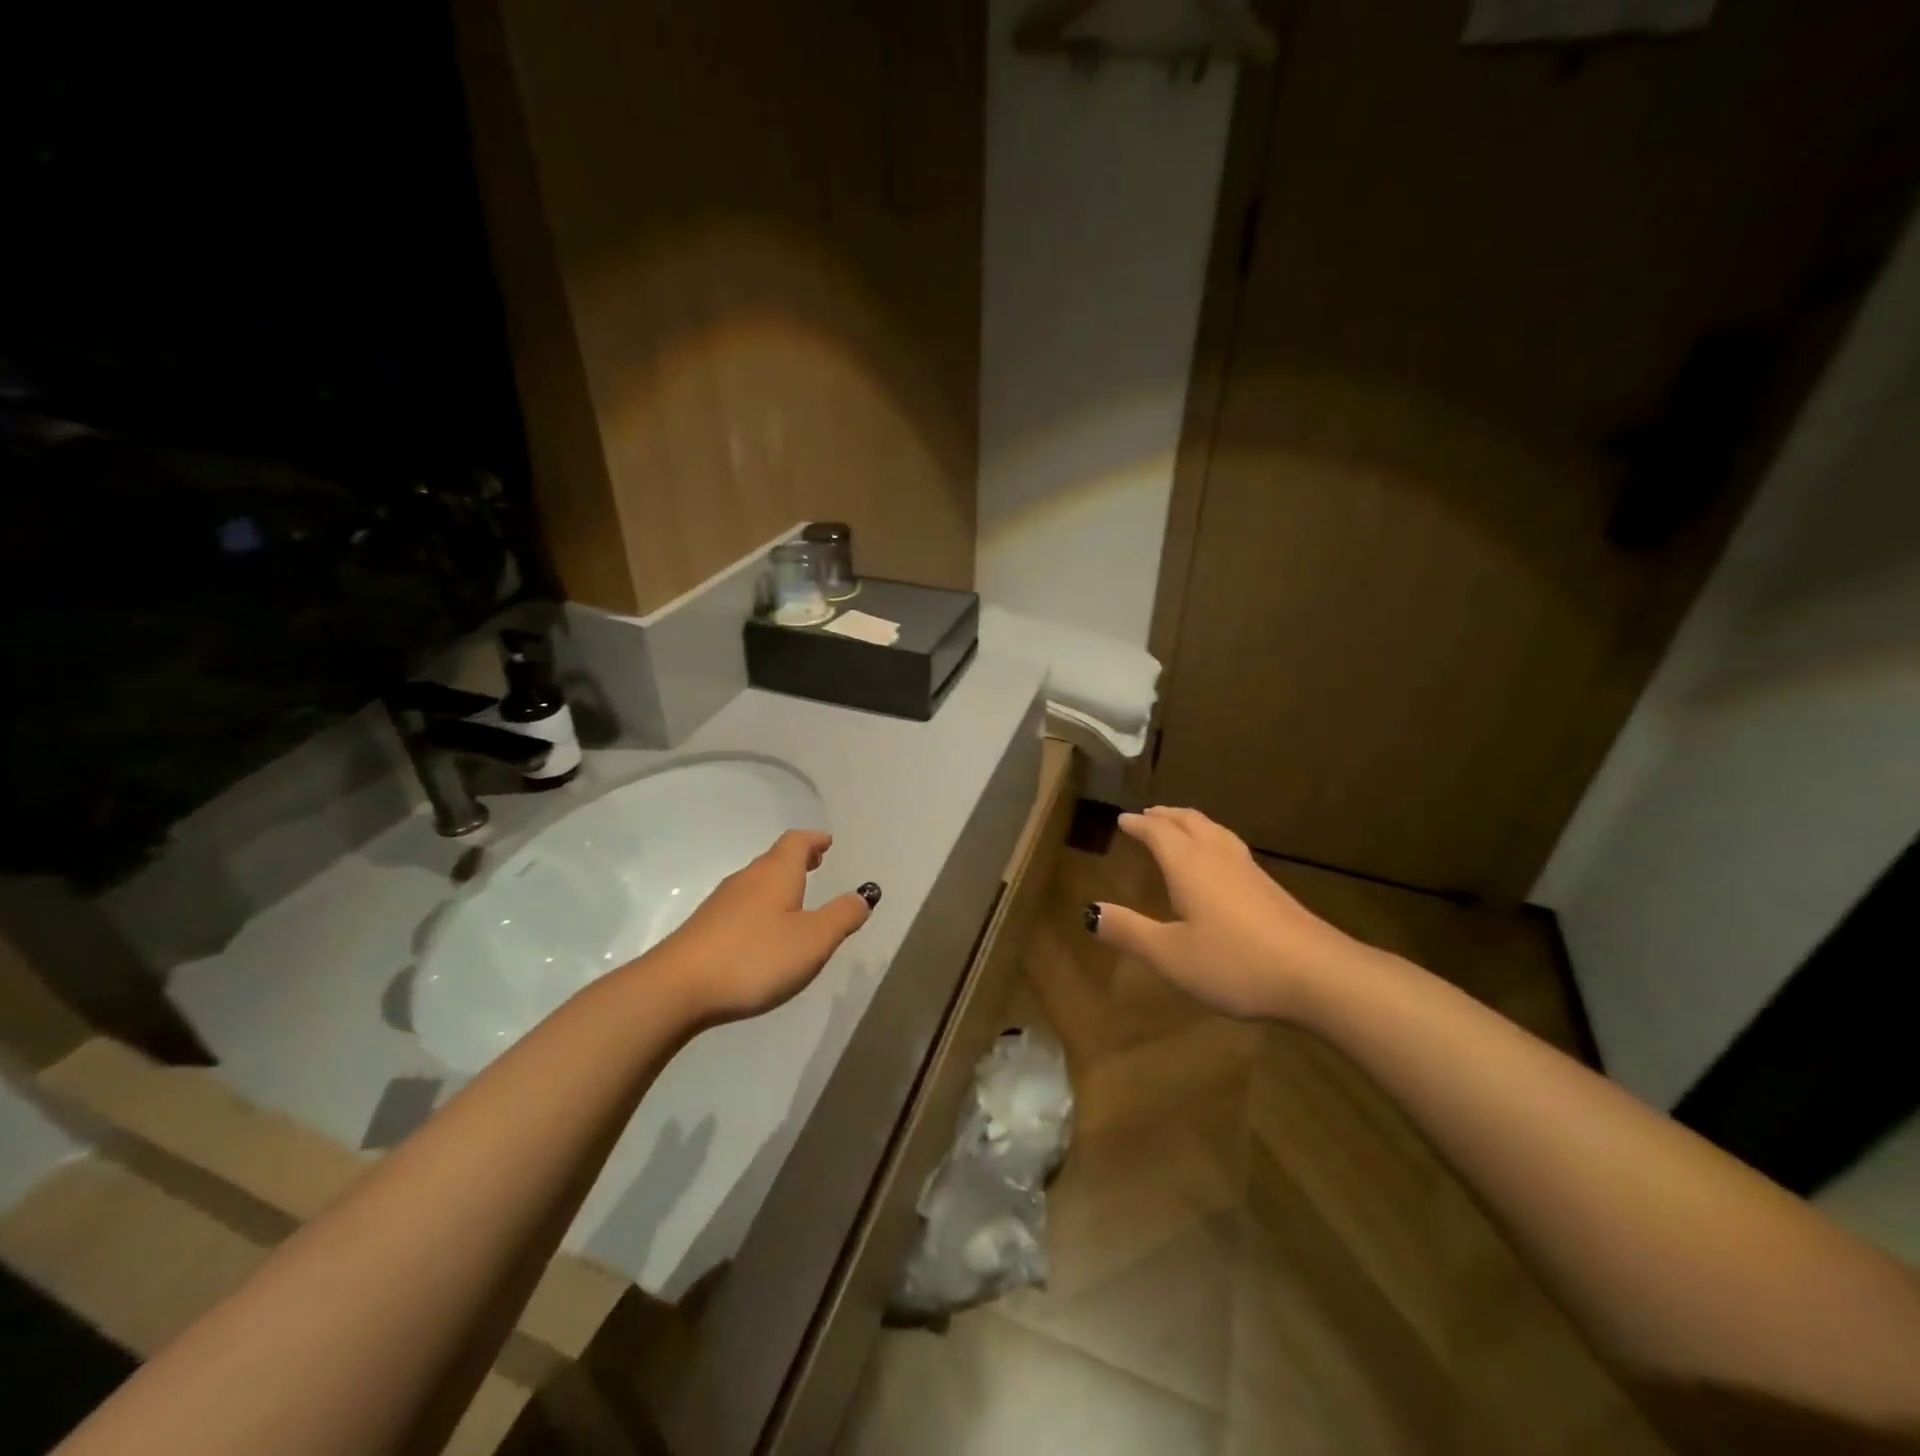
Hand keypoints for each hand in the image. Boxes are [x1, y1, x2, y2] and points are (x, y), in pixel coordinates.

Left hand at [644, 830, 877, 1022]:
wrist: (677, 989)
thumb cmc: (755, 957)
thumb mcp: (813, 940)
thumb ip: (842, 916)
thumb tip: (863, 895)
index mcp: (776, 874)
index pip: (796, 842)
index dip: (814, 840)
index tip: (827, 842)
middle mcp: (747, 880)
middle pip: (774, 859)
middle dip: (798, 859)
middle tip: (817, 862)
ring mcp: (721, 904)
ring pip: (756, 883)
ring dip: (779, 883)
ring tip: (796, 897)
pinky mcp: (705, 929)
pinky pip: (741, 906)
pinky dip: (761, 907)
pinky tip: (764, 931)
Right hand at [1090, 807, 1374, 1020]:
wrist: (1318, 975)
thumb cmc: (1235, 962)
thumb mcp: (1171, 955)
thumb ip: (1130, 931)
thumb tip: (1090, 911)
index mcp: (1189, 866)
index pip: (1158, 833)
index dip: (1138, 824)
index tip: (1122, 819)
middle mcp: (1218, 858)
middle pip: (1190, 822)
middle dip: (1166, 816)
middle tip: (1149, 814)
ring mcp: (1249, 871)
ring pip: (1215, 832)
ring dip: (1191, 823)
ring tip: (1180, 827)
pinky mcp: (1271, 888)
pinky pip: (1231, 847)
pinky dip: (1213, 840)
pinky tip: (1220, 863)